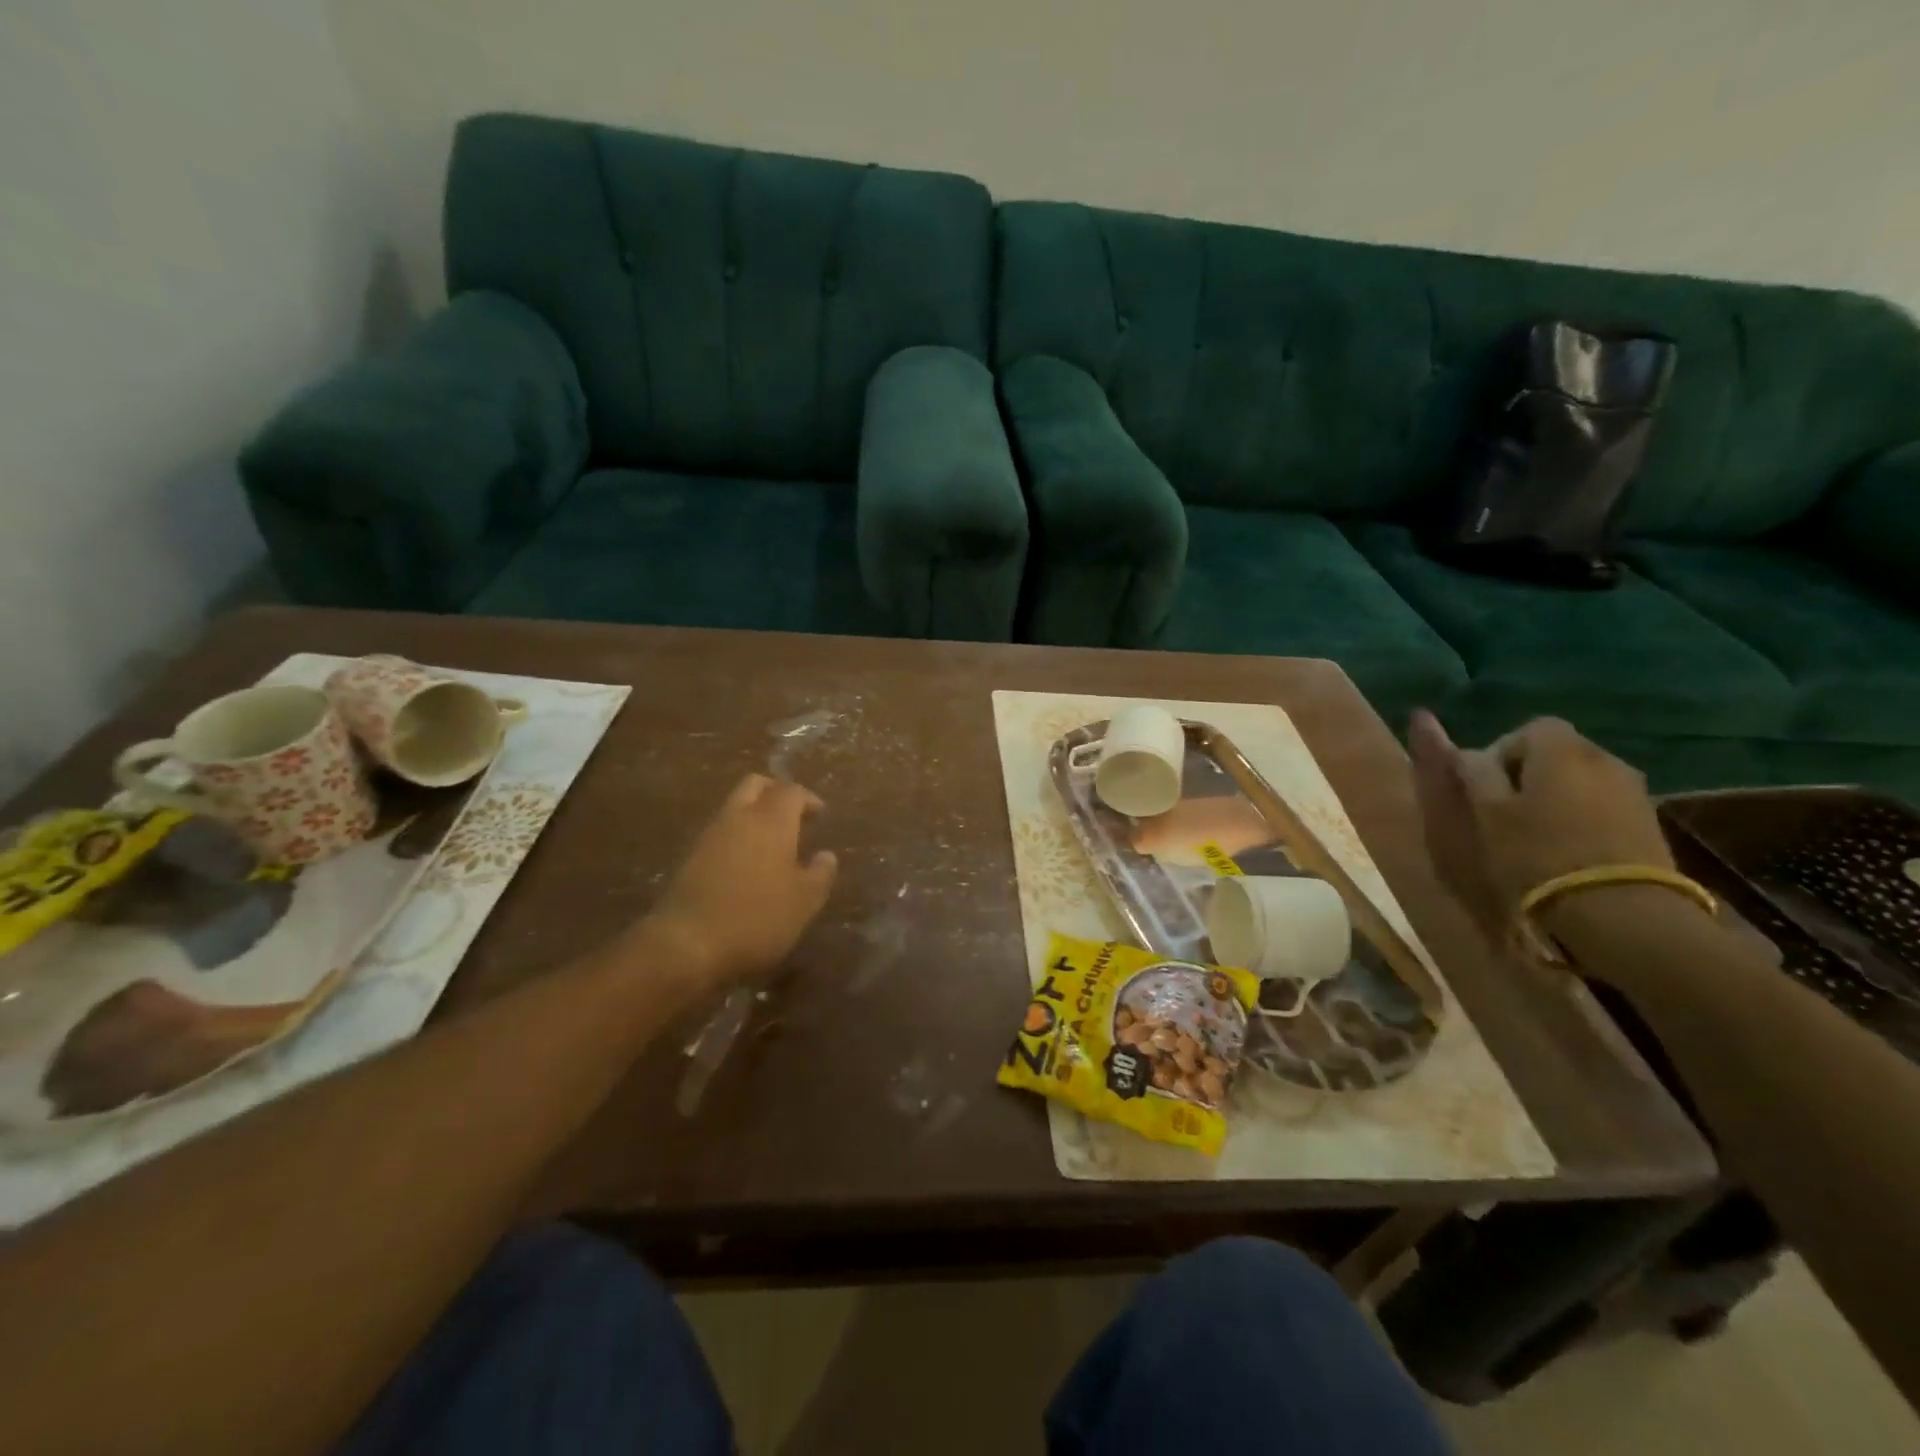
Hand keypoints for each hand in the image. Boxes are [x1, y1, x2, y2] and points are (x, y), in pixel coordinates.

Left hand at [633, 774, 837, 992]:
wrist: (687, 943)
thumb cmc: (757, 918)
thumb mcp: (804, 901)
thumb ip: (820, 874)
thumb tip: (826, 855)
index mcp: (771, 821)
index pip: (791, 791)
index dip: (808, 798)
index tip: (820, 814)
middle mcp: (739, 817)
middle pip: (756, 785)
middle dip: (776, 792)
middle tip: (793, 814)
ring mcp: (710, 835)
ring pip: (734, 806)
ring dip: (754, 813)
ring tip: (773, 841)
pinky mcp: (691, 857)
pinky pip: (720, 831)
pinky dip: (737, 835)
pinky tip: (748, 862)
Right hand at [1407, 711, 1673, 954]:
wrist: (1620, 910)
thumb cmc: (1538, 853)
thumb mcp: (1489, 812)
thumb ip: (1475, 773)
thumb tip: (1469, 754)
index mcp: (1561, 749)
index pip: (1528, 728)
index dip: (1501, 751)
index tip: (1485, 785)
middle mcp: (1603, 757)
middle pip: (1558, 751)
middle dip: (1528, 773)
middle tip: (1505, 810)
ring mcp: (1634, 790)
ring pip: (1581, 779)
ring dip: (1557, 795)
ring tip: (1536, 832)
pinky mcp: (1650, 821)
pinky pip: (1604, 804)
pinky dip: (1582, 815)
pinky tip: (1568, 847)